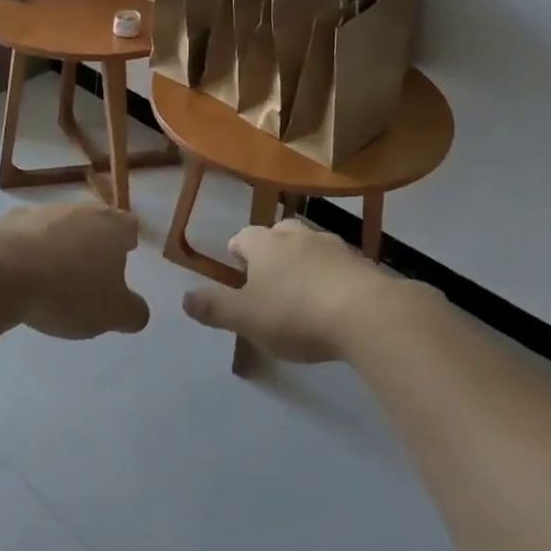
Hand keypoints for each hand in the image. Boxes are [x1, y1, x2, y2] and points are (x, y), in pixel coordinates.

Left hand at [0, 202, 149, 339]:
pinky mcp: (6, 222)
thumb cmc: (68, 290)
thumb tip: (137, 311)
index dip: (128, 242)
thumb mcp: (112, 313)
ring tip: (53, 278)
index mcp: (111, 226)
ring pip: (58, 226)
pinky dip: (28, 251)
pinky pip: (25, 237)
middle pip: (93, 222)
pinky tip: (21, 276)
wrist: (0, 274)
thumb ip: (133, 312)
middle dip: (93, 242)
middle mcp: (79, 210)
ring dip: (59, 245)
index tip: (124, 258)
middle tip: (90, 271)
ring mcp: (41, 212)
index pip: (129, 226)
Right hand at [181, 219, 401, 362]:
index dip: (238, 248)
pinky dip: (331, 273)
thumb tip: (184, 298)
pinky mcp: (363, 263)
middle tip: (268, 272)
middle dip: (271, 247)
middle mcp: (299, 236)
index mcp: (266, 245)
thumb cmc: (296, 315)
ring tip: (300, 285)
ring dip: (303, 258)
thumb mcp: (247, 318)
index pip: (245, 236)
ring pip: (311, 244)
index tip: (236, 262)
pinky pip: (339, 263)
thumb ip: (215, 308)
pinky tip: (333, 297)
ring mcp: (334, 246)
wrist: (367, 314)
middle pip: (280, 232)